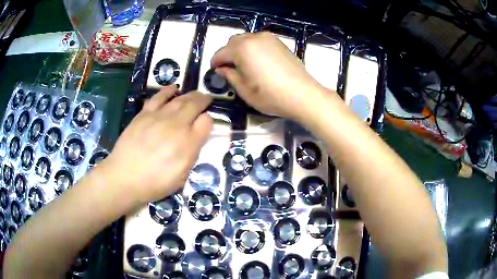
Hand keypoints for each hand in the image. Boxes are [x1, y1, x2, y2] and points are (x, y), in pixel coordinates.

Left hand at [101, 86, 212, 204]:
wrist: (124, 178)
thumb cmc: (155, 183)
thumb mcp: (181, 176)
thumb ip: (192, 154)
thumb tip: (196, 138)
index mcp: (188, 144)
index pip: (207, 122)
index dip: (209, 120)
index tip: (206, 123)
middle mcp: (176, 126)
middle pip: (194, 104)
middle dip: (203, 100)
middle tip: (206, 99)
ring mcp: (159, 117)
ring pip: (179, 99)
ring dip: (190, 94)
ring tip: (195, 94)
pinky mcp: (144, 114)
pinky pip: (159, 97)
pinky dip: (167, 90)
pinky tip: (173, 88)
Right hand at [212, 32, 325, 118]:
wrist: (302, 94)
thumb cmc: (270, 95)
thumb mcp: (244, 90)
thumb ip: (230, 75)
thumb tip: (221, 69)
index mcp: (242, 48)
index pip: (221, 53)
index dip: (215, 62)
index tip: (214, 71)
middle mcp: (254, 38)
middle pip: (233, 42)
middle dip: (227, 54)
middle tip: (229, 69)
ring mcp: (269, 38)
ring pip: (246, 39)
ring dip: (240, 49)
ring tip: (244, 65)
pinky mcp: (279, 42)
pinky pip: (259, 41)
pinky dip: (253, 48)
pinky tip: (258, 62)